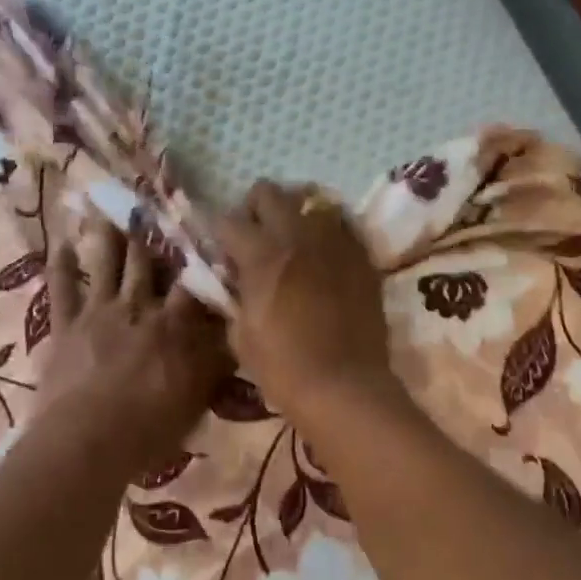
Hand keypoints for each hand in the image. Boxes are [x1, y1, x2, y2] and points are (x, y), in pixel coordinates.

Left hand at [34, 220, 230, 477]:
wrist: (87, 442)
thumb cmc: (150, 428)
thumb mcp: (197, 399)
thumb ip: (215, 364)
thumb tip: (235, 335)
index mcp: (174, 326)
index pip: (193, 284)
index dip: (200, 257)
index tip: (206, 230)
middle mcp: (138, 308)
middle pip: (148, 263)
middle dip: (154, 234)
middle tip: (155, 202)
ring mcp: (98, 313)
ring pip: (106, 264)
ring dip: (109, 235)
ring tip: (111, 206)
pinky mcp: (65, 327)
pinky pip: (62, 289)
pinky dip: (61, 265)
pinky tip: (61, 242)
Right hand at [218, 182, 398, 427]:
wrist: (344, 387)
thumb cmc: (283, 369)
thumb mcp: (240, 335)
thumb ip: (233, 297)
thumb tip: (233, 282)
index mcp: (261, 255)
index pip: (227, 221)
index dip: (218, 234)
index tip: (221, 252)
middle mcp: (298, 236)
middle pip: (268, 192)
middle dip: (255, 210)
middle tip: (255, 239)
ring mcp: (335, 243)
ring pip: (310, 201)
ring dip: (295, 215)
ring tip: (293, 243)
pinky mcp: (362, 257)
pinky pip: (342, 226)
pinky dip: (328, 232)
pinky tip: (324, 257)